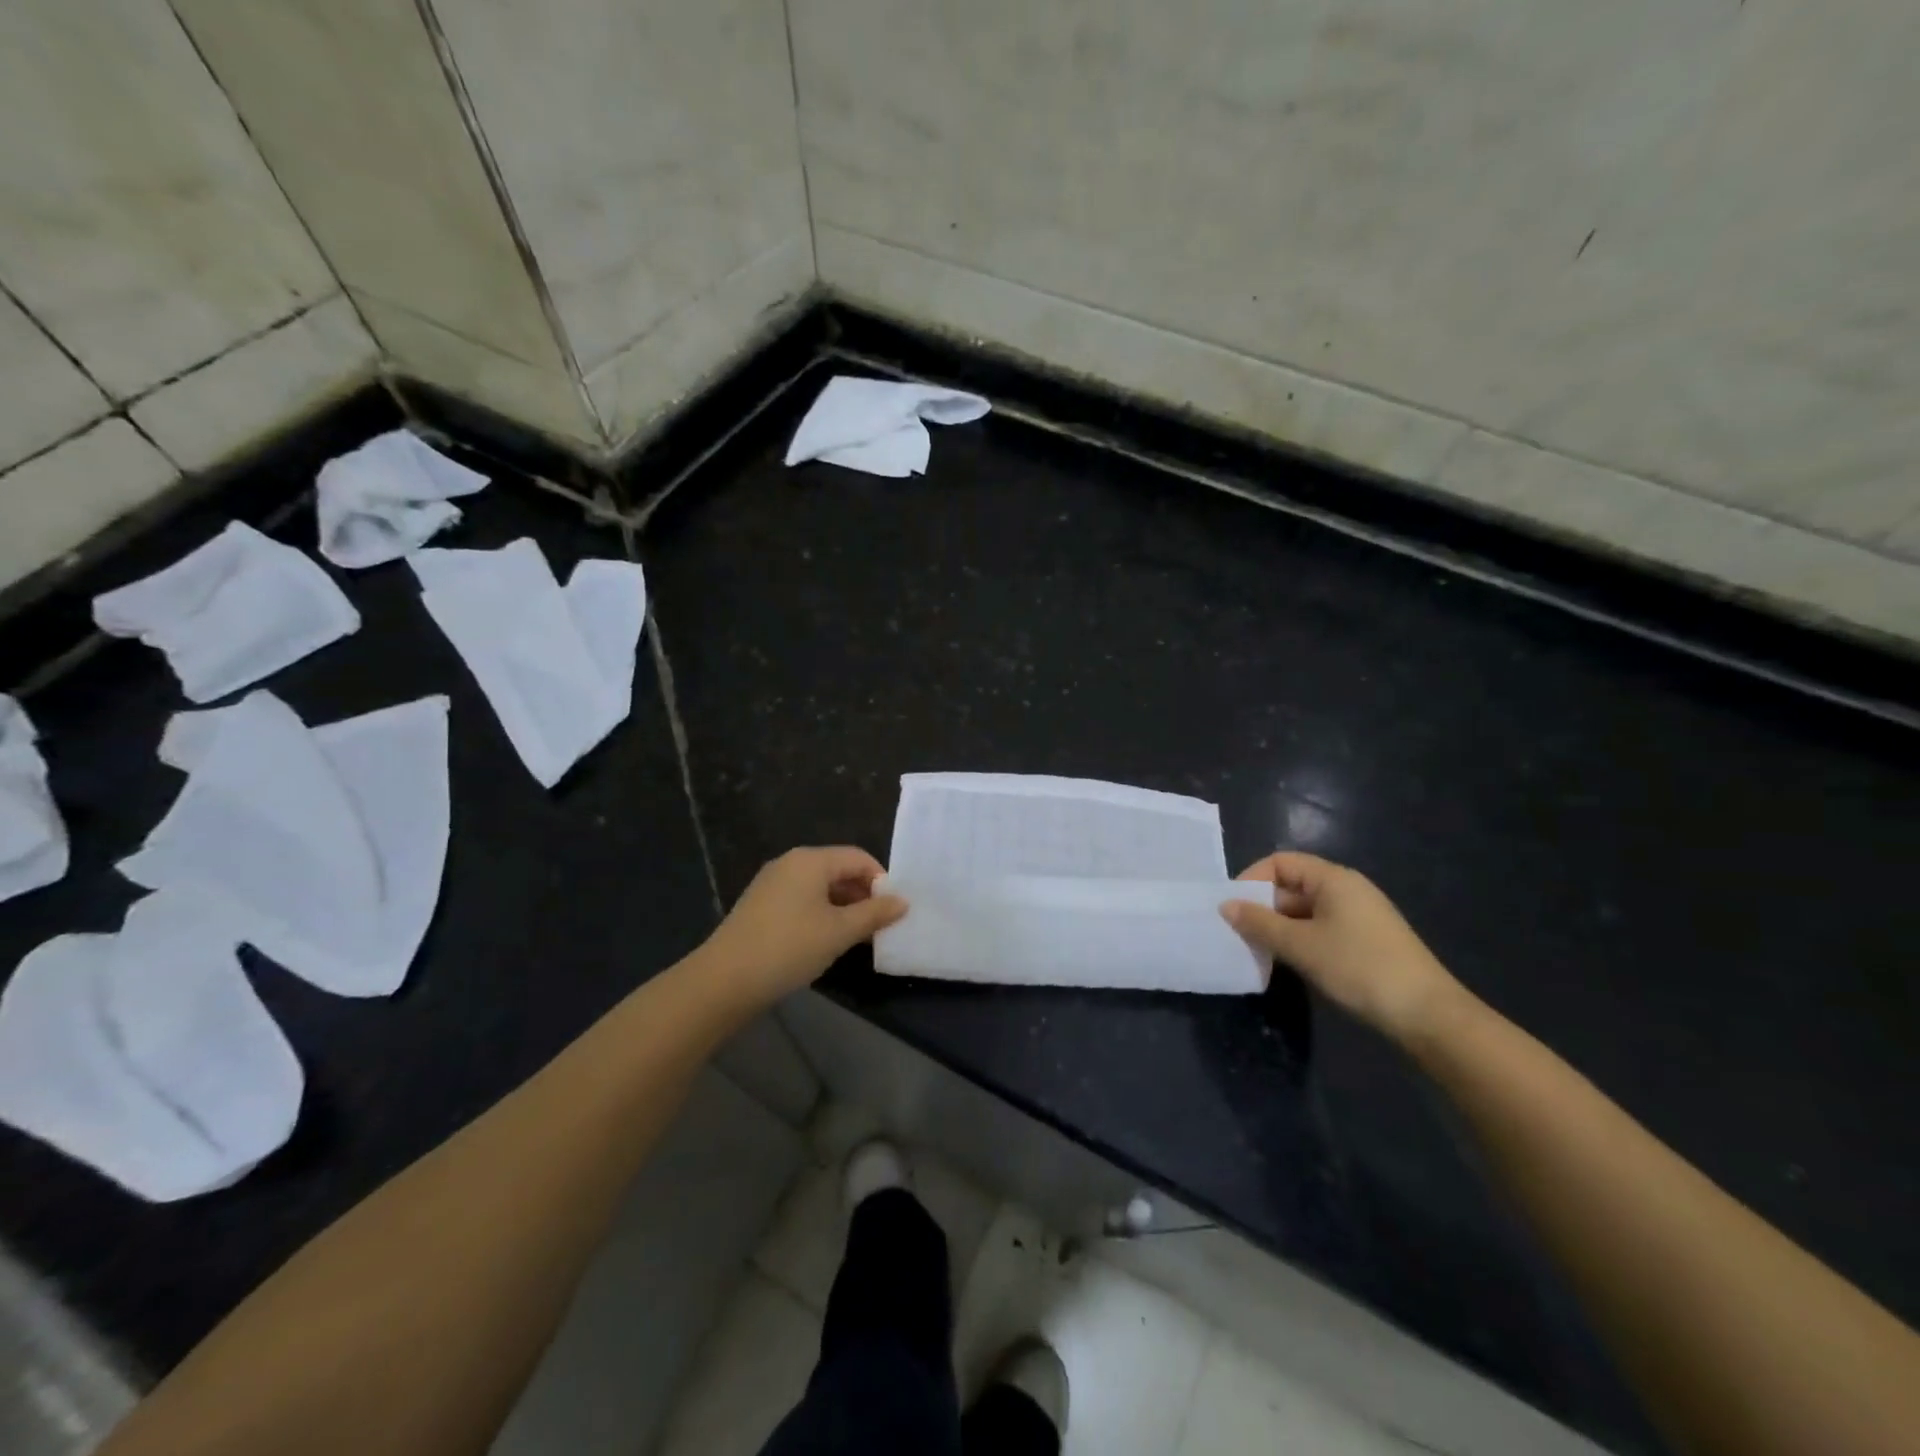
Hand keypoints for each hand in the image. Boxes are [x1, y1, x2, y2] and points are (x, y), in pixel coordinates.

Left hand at [699, 846, 907, 1008]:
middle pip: (838, 870)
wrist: (724, 981)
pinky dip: (821, 915)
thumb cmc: (789, 947)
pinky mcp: (761, 906)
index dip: (881, 880)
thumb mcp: (839, 932)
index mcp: (810, 860)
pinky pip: (802, 901)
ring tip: (858, 937)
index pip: (858, 858)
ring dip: (843, 908)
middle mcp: (790, 863)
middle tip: (880, 926)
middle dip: (863, 895)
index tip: (895, 910)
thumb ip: (874, 913)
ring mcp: (772, 884)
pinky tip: (827, 942)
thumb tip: (902, 902)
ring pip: (820, 888)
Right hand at [1222, 852, 1463, 1042]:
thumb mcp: (1300, 946)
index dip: (1252, 879)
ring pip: (1305, 911)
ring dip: (1279, 927)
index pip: (1280, 862)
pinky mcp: (1366, 940)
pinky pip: (1321, 928)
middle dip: (1263, 907)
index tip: (1233, 908)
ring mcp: (1359, 916)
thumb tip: (1226, 905)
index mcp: (1333, 879)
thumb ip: (1259, 923)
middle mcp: (1347, 889)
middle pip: (1291, 885)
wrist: (1428, 1015)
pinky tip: (1290, 964)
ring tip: (1259, 952)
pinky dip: (1300, 940)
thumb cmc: (1358, 968)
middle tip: (1240, 935)